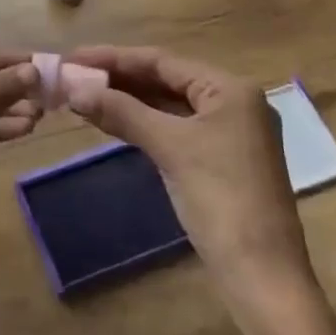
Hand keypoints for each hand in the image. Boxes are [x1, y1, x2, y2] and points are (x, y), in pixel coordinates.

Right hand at [68, 46, 335, 334]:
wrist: (263, 277)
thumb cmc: (221, 200)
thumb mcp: (170, 148)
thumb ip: (122, 112)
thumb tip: (73, 87)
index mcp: (230, 89)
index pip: (162, 61)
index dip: (114, 57)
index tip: (72, 57)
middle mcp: (233, 102)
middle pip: (165, 80)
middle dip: (118, 78)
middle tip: (72, 77)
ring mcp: (228, 133)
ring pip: (168, 105)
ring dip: (127, 101)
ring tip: (82, 96)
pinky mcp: (219, 160)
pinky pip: (174, 129)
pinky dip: (143, 123)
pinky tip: (112, 122)